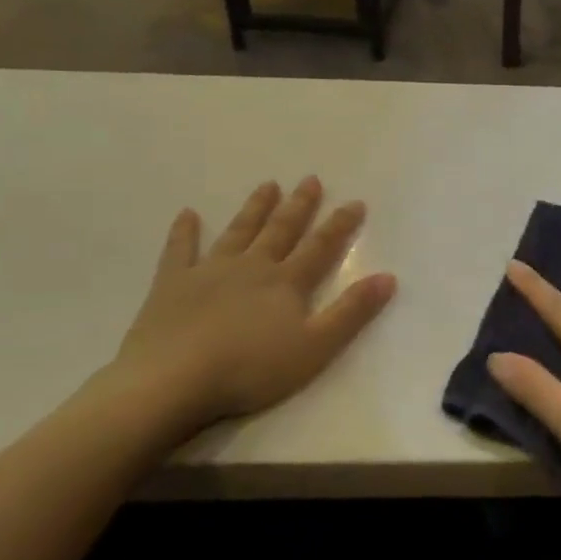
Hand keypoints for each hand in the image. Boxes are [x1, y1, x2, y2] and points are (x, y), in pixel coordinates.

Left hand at [105, 178, 395, 443]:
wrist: (174, 379)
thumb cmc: (251, 369)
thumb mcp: (315, 347)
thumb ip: (351, 312)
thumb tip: (388, 277)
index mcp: (286, 283)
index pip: (320, 247)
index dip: (340, 225)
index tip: (355, 202)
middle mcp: (252, 266)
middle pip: (280, 230)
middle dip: (298, 205)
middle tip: (310, 180)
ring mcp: (209, 271)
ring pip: (238, 232)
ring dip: (255, 208)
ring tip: (267, 185)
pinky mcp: (172, 284)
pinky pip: (180, 250)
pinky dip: (184, 232)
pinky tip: (187, 214)